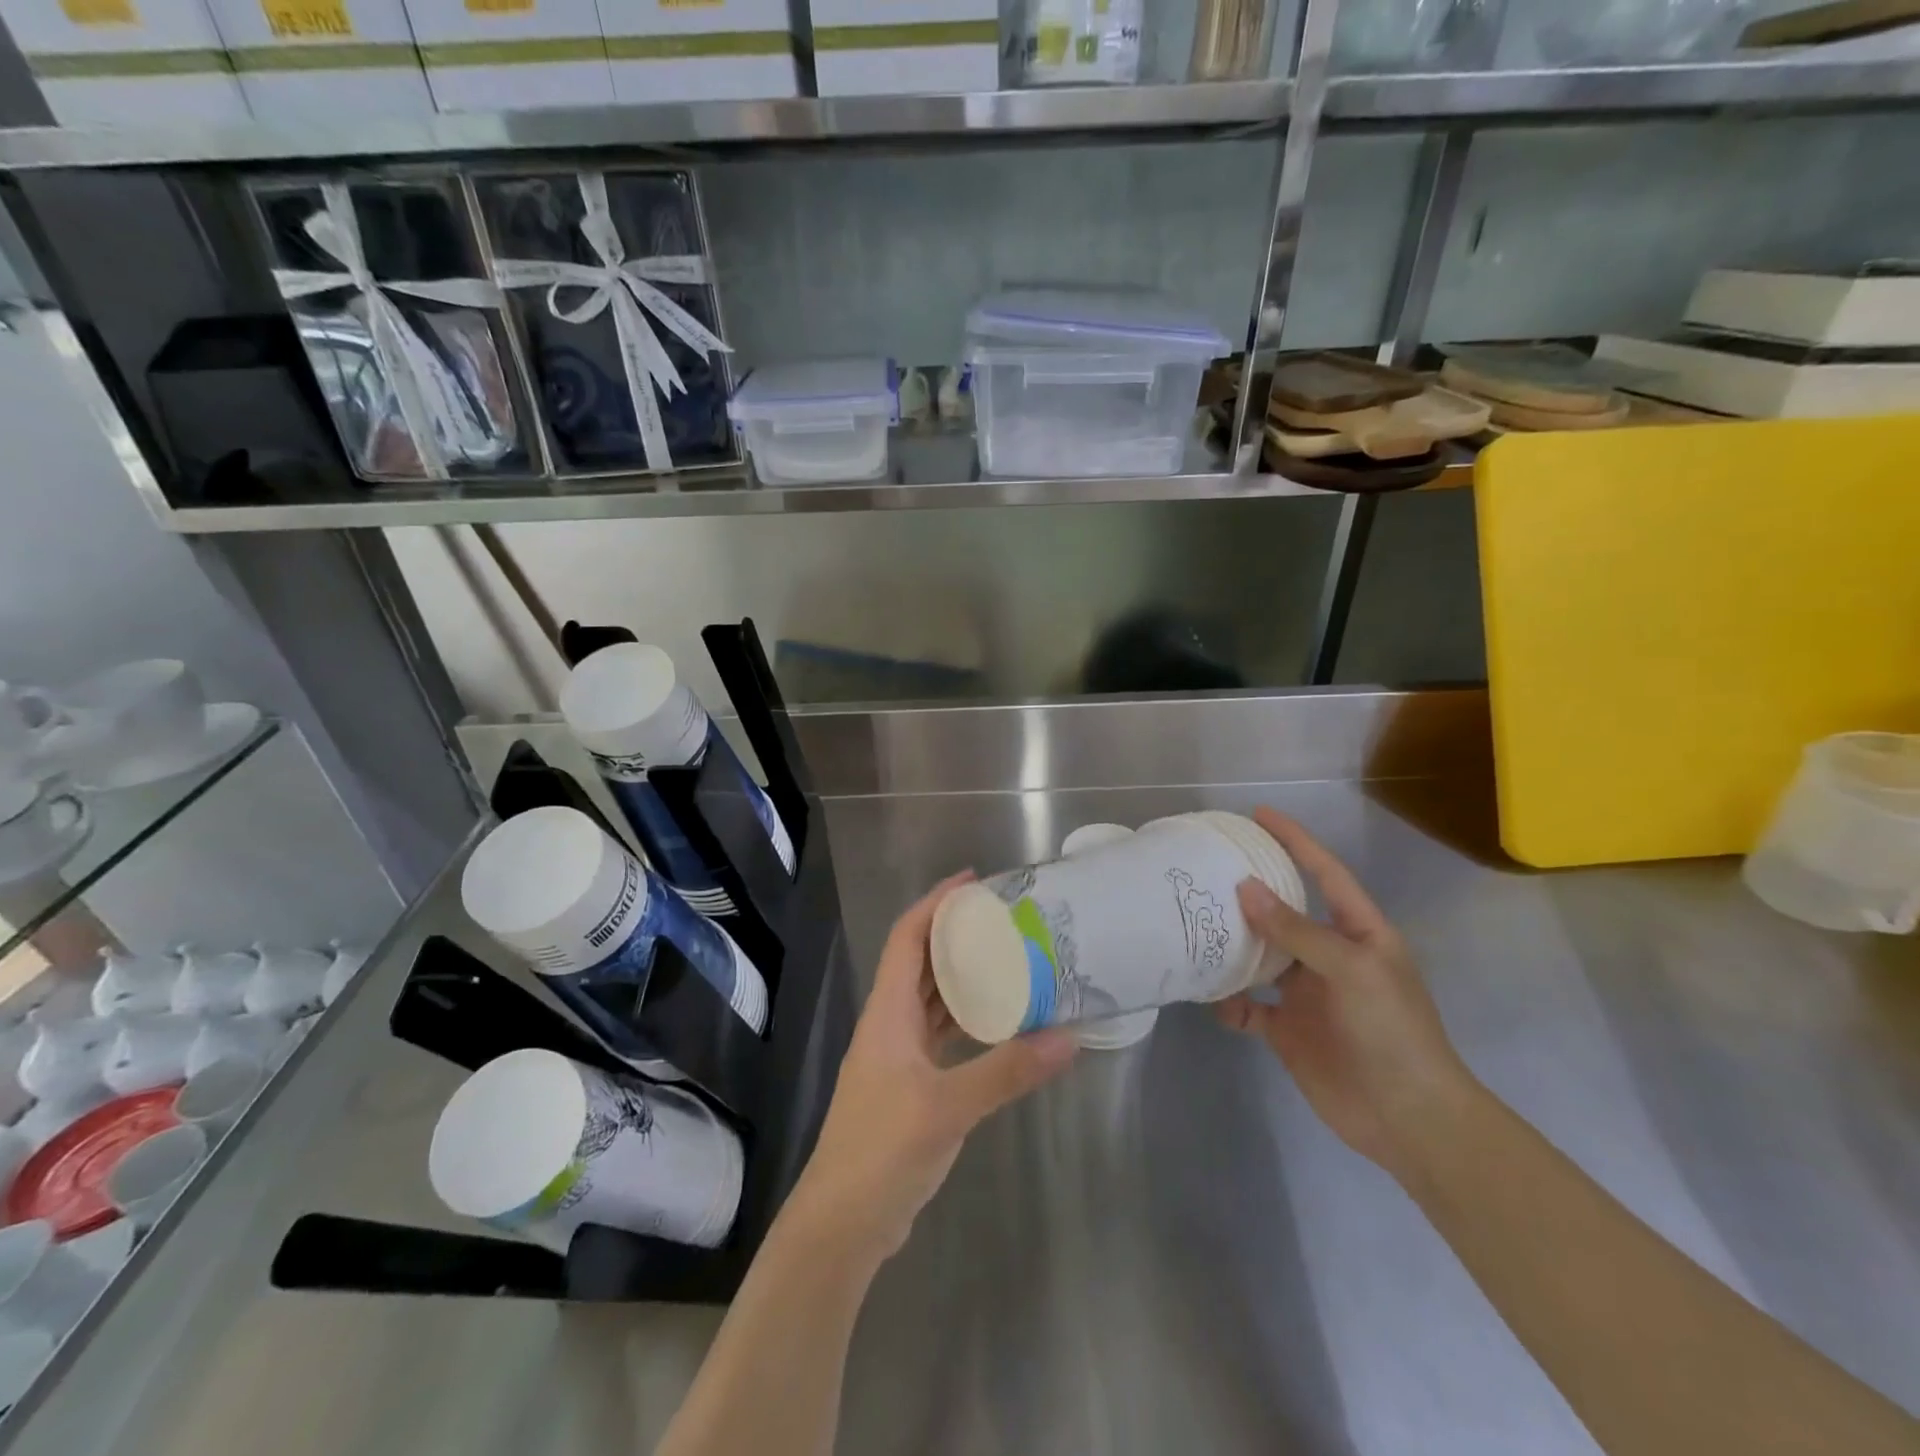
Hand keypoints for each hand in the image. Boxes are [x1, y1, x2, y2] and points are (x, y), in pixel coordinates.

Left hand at [787, 873, 1078, 1263]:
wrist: (842, 1224)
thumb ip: (1007, 1070)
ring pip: (932, 1000)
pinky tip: (1000, 1023)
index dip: (935, 903)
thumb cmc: (883, 1150)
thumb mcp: (949, 1107)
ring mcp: (898, 1057)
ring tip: (1009, 959)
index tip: (973, 882)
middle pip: (921, 963)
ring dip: (963, 978)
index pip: (908, 938)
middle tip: (1005, 919)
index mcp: (888, 1012)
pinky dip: (968, 1022)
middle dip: (956, 935)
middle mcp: (890, 1024)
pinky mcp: (910, 1086)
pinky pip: (941, 1036)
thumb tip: (1069, 1036)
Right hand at [1214, 808, 1477, 1177]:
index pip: (1324, 872)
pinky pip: (1247, 1006)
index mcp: (1358, 932)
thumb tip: (1246, 889)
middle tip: (1205, 870)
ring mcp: (1306, 993)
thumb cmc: (1393, 1032)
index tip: (1259, 815)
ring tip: (1193, 926)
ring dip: (1231, 945)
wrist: (1408, 1120)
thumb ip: (1297, 930)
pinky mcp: (1286, 1029)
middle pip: (1282, 912)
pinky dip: (1228, 1001)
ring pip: (1259, 956)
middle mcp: (1329, 955)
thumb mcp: (1352, 970)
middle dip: (1249, 891)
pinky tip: (1213, 999)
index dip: (1295, 841)